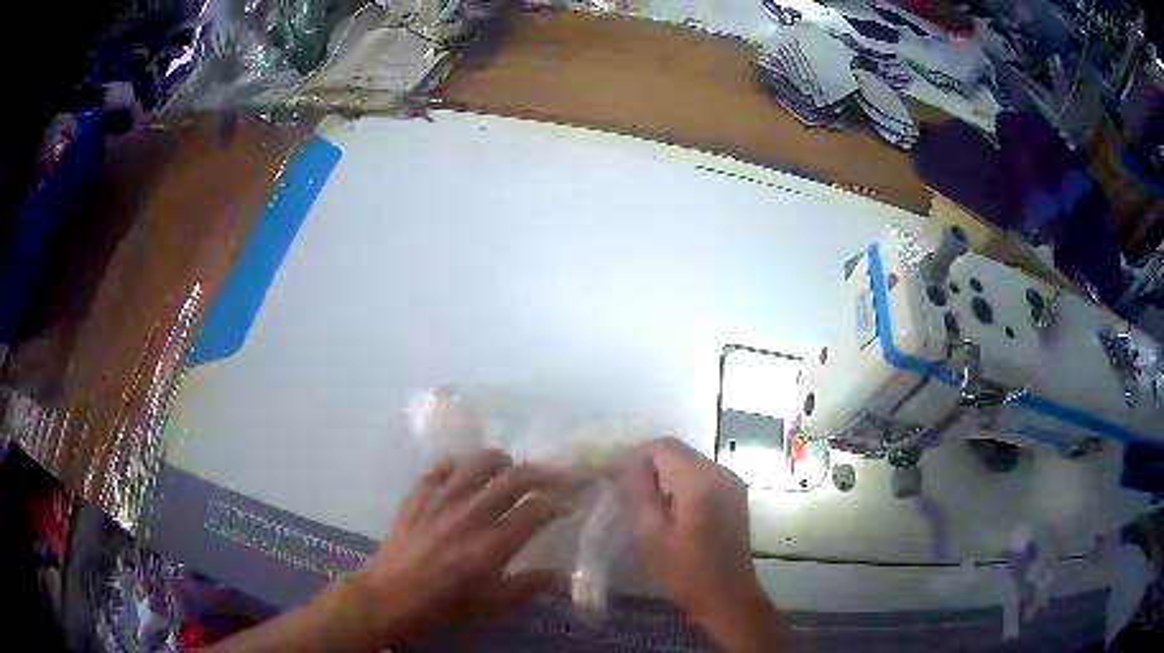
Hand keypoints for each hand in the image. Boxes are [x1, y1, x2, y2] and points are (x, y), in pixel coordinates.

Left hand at [352, 450, 572, 643]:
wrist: (390, 596)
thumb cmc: (446, 604)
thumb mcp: (493, 604)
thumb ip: (532, 586)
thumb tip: (567, 578)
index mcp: (492, 545)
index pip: (535, 512)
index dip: (558, 503)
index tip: (570, 502)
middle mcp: (470, 515)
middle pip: (513, 480)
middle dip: (541, 473)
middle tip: (554, 475)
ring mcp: (441, 500)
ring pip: (476, 464)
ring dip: (499, 460)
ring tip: (509, 465)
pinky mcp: (417, 495)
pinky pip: (439, 468)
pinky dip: (456, 464)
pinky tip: (463, 470)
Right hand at [617, 438, 789, 651]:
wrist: (728, 596)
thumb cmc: (685, 571)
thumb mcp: (651, 535)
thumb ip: (638, 493)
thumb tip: (624, 465)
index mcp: (701, 481)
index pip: (662, 447)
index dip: (634, 454)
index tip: (611, 472)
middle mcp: (721, 472)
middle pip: (678, 450)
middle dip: (647, 461)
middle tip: (620, 482)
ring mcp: (732, 481)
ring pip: (689, 460)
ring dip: (663, 470)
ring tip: (638, 493)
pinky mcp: (734, 493)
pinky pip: (701, 473)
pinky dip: (680, 479)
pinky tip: (665, 502)